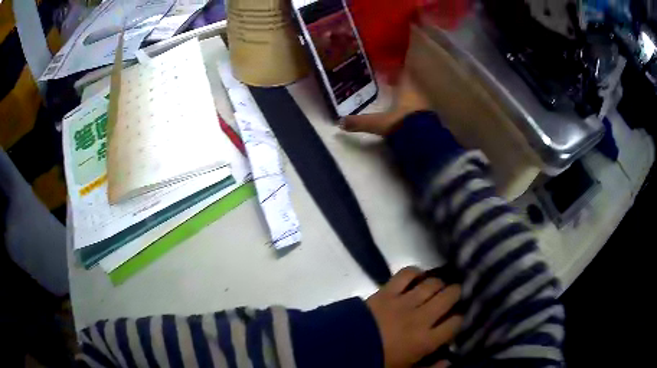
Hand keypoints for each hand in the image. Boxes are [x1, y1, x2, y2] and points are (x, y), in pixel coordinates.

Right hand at [341, 73, 430, 135]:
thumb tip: (341, 122)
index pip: (401, 73)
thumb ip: (361, 122)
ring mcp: (425, 107)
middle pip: (408, 84)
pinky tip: (404, 113)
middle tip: (387, 82)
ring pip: (414, 96)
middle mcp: (417, 94)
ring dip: (405, 96)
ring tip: (394, 97)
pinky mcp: (429, 119)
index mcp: (407, 89)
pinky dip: (410, 107)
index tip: (386, 68)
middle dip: (398, 83)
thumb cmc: (403, 124)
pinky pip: (418, 108)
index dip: (394, 69)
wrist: (426, 142)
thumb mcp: (379, 124)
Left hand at [366, 267, 462, 367]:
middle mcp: (420, 317)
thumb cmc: (376, 362)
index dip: (460, 318)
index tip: (457, 318)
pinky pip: (406, 274)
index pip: (455, 322)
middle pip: (449, 296)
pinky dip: (415, 272)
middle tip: (453, 297)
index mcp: (425, 340)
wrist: (341, 350)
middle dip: (456, 294)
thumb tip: (448, 361)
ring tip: (438, 287)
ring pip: (432, 283)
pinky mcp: (386, 292)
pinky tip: (418, 277)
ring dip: (439, 283)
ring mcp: (403, 302)